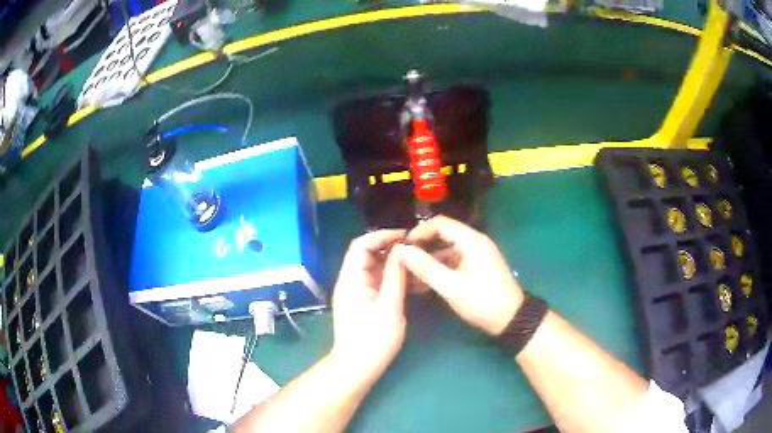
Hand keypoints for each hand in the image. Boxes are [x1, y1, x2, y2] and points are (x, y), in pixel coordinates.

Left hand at [331, 229, 407, 375]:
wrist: (357, 367)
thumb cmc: (372, 340)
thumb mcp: (389, 307)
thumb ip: (395, 276)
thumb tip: (403, 249)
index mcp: (351, 279)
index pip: (361, 245)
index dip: (382, 236)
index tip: (407, 236)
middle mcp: (352, 281)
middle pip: (369, 255)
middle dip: (392, 248)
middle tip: (418, 248)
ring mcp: (358, 292)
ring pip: (376, 269)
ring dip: (396, 264)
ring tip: (421, 263)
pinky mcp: (366, 302)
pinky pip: (380, 282)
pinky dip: (395, 278)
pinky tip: (415, 281)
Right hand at [396, 216, 522, 335]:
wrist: (511, 319)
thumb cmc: (482, 302)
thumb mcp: (451, 287)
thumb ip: (426, 267)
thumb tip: (401, 250)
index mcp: (471, 241)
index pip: (440, 223)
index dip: (419, 231)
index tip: (401, 246)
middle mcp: (474, 242)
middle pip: (443, 234)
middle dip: (422, 245)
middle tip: (402, 259)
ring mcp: (476, 254)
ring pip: (446, 249)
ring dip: (428, 258)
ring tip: (408, 272)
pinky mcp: (476, 266)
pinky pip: (453, 260)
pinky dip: (439, 267)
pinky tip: (423, 281)